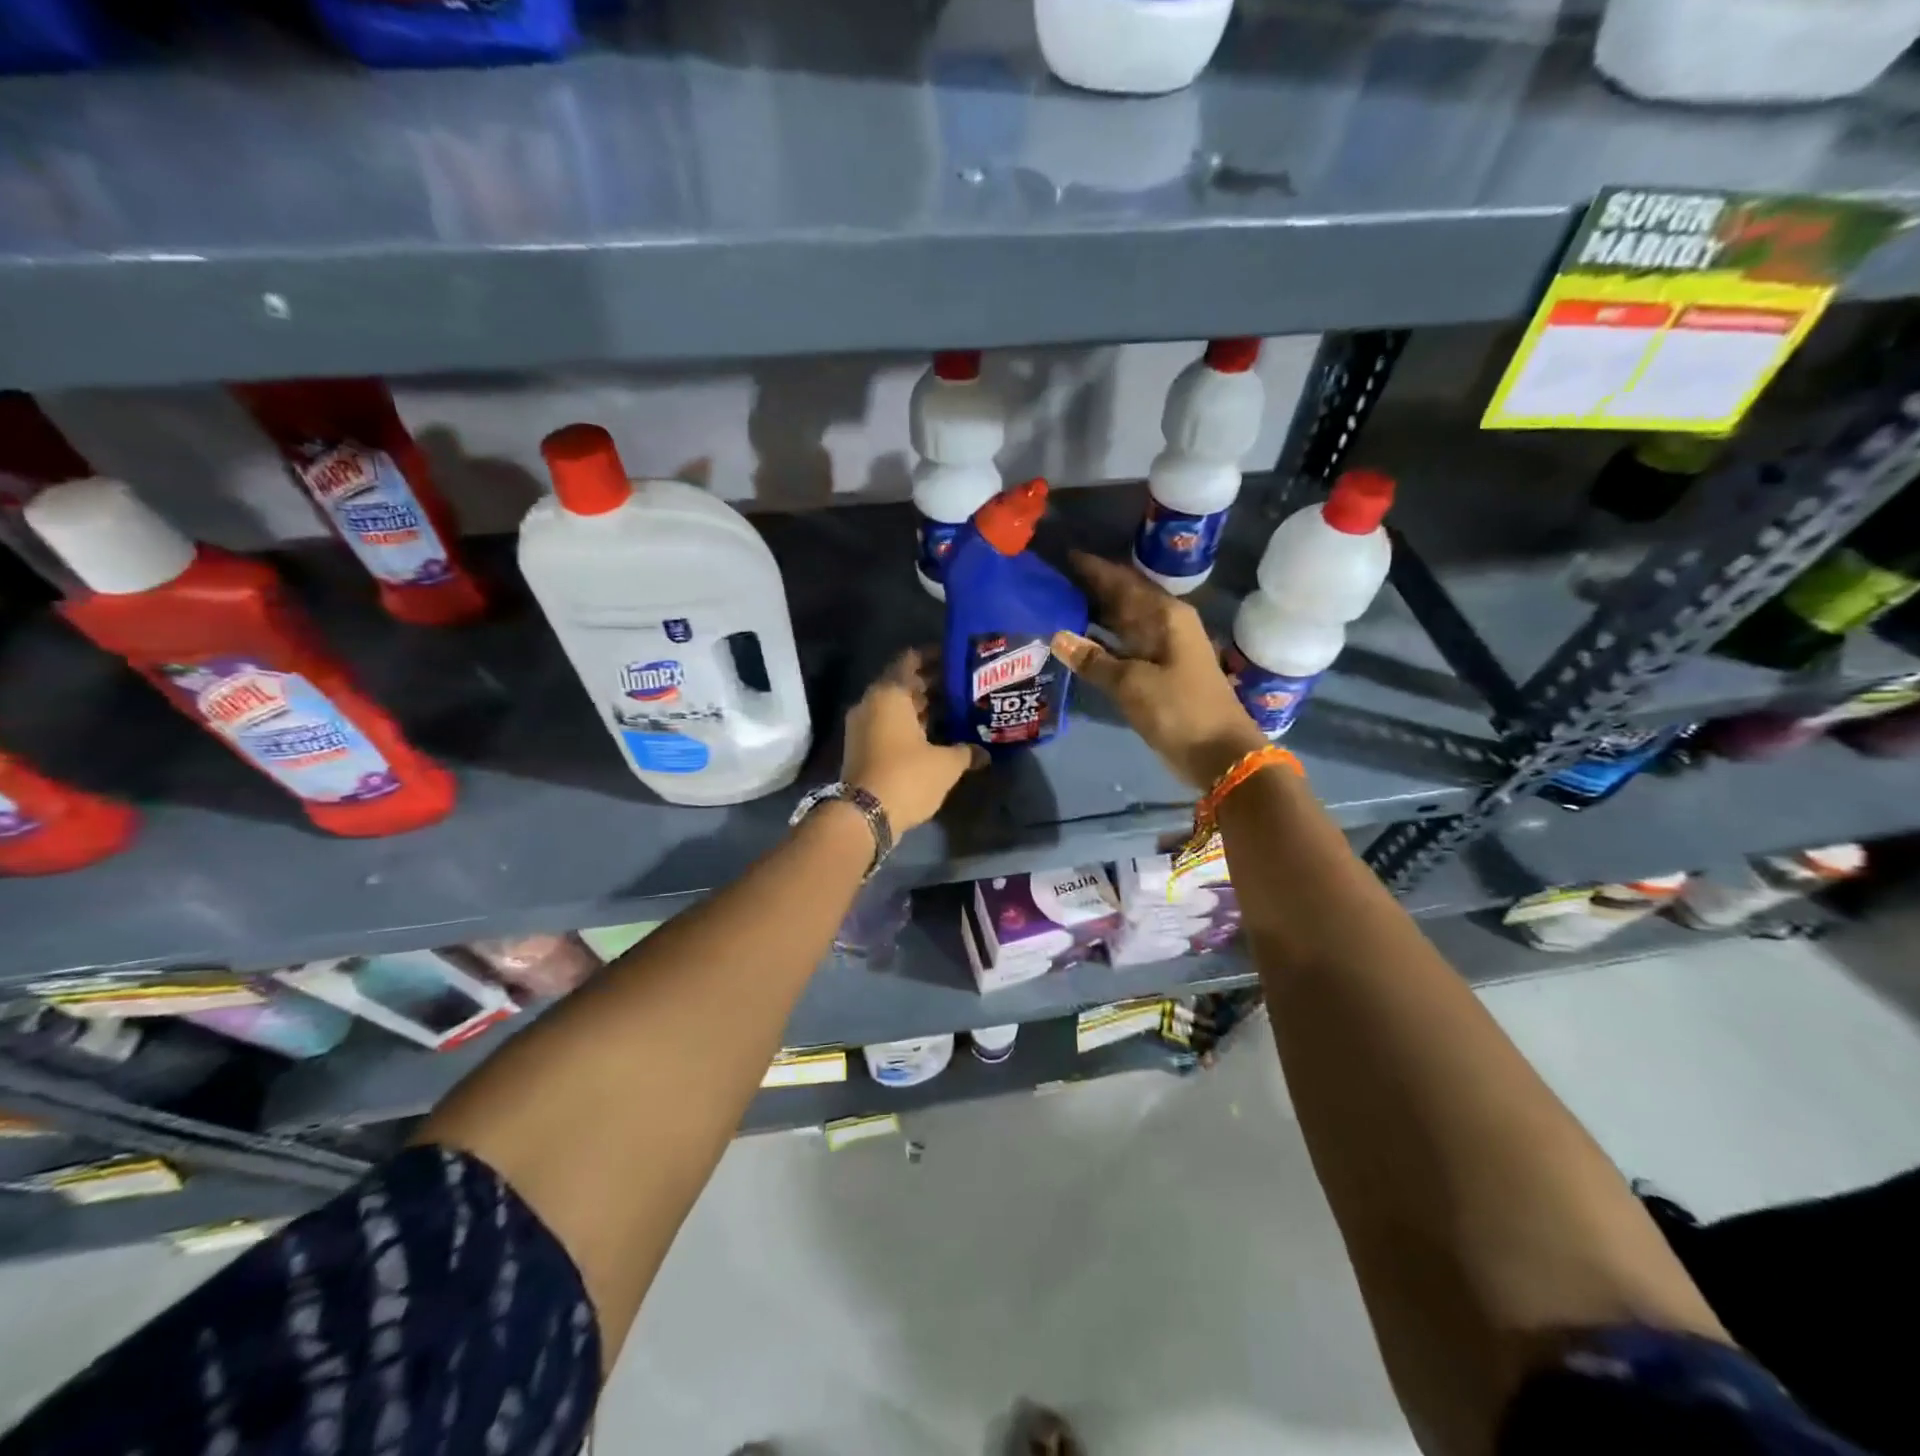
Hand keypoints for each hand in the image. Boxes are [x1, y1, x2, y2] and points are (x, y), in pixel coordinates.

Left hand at [842, 649, 984, 831]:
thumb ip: (966, 751)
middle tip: (963, 687)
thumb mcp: (945, 764)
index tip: (957, 659)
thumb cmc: (907, 777)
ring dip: (921, 708)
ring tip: (954, 711)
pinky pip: (888, 726)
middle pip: (903, 683)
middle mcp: (871, 703)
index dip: (934, 657)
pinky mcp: (861, 748)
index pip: (910, 660)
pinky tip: (935, 736)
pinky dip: (909, 726)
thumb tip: (985, 752)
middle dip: (932, 684)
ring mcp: (862, 726)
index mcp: (889, 694)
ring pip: (896, 707)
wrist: (863, 815)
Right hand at [1051, 552, 1268, 788]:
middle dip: (1089, 589)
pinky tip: (1078, 643)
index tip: (1061, 556)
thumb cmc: (1179, 710)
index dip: (1092, 569)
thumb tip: (1057, 636)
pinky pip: (1124, 646)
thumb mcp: (1132, 684)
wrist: (1220, 754)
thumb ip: (1093, 659)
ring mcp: (1163, 649)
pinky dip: (1102, 643)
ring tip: (1056, 606)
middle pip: (1122, 598)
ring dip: (1094, 615)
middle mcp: (1166, 624)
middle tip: (1050, 582)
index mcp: (1165, 615)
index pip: (1122, 581)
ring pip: (1123, 622)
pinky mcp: (1159, 672)